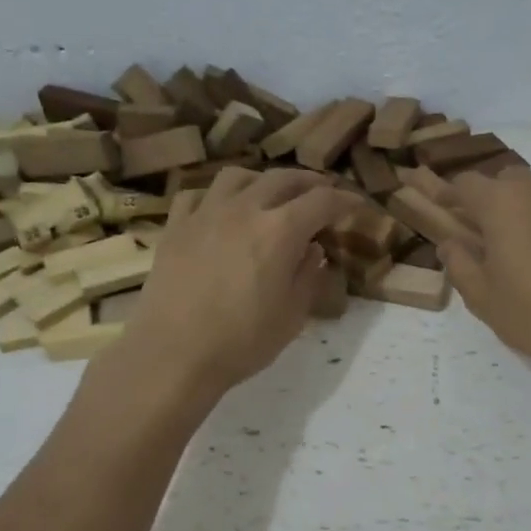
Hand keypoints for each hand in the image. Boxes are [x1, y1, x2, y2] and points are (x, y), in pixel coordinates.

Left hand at [122, 168, 363, 397]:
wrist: (173, 354)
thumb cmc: (241, 341)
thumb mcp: (292, 316)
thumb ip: (308, 276)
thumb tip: (312, 250)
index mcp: (280, 231)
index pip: (322, 201)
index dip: (345, 200)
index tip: (357, 205)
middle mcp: (244, 209)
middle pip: (282, 178)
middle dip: (309, 182)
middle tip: (322, 192)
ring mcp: (205, 214)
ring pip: (237, 176)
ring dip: (262, 180)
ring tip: (270, 194)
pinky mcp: (176, 227)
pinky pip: (198, 194)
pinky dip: (218, 196)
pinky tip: (221, 210)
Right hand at [422, 167, 530, 383]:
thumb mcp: (481, 295)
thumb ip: (458, 262)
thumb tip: (450, 243)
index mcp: (503, 204)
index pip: (466, 183)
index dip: (449, 194)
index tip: (440, 209)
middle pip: (503, 180)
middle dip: (487, 199)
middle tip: (479, 233)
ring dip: (517, 208)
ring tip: (514, 247)